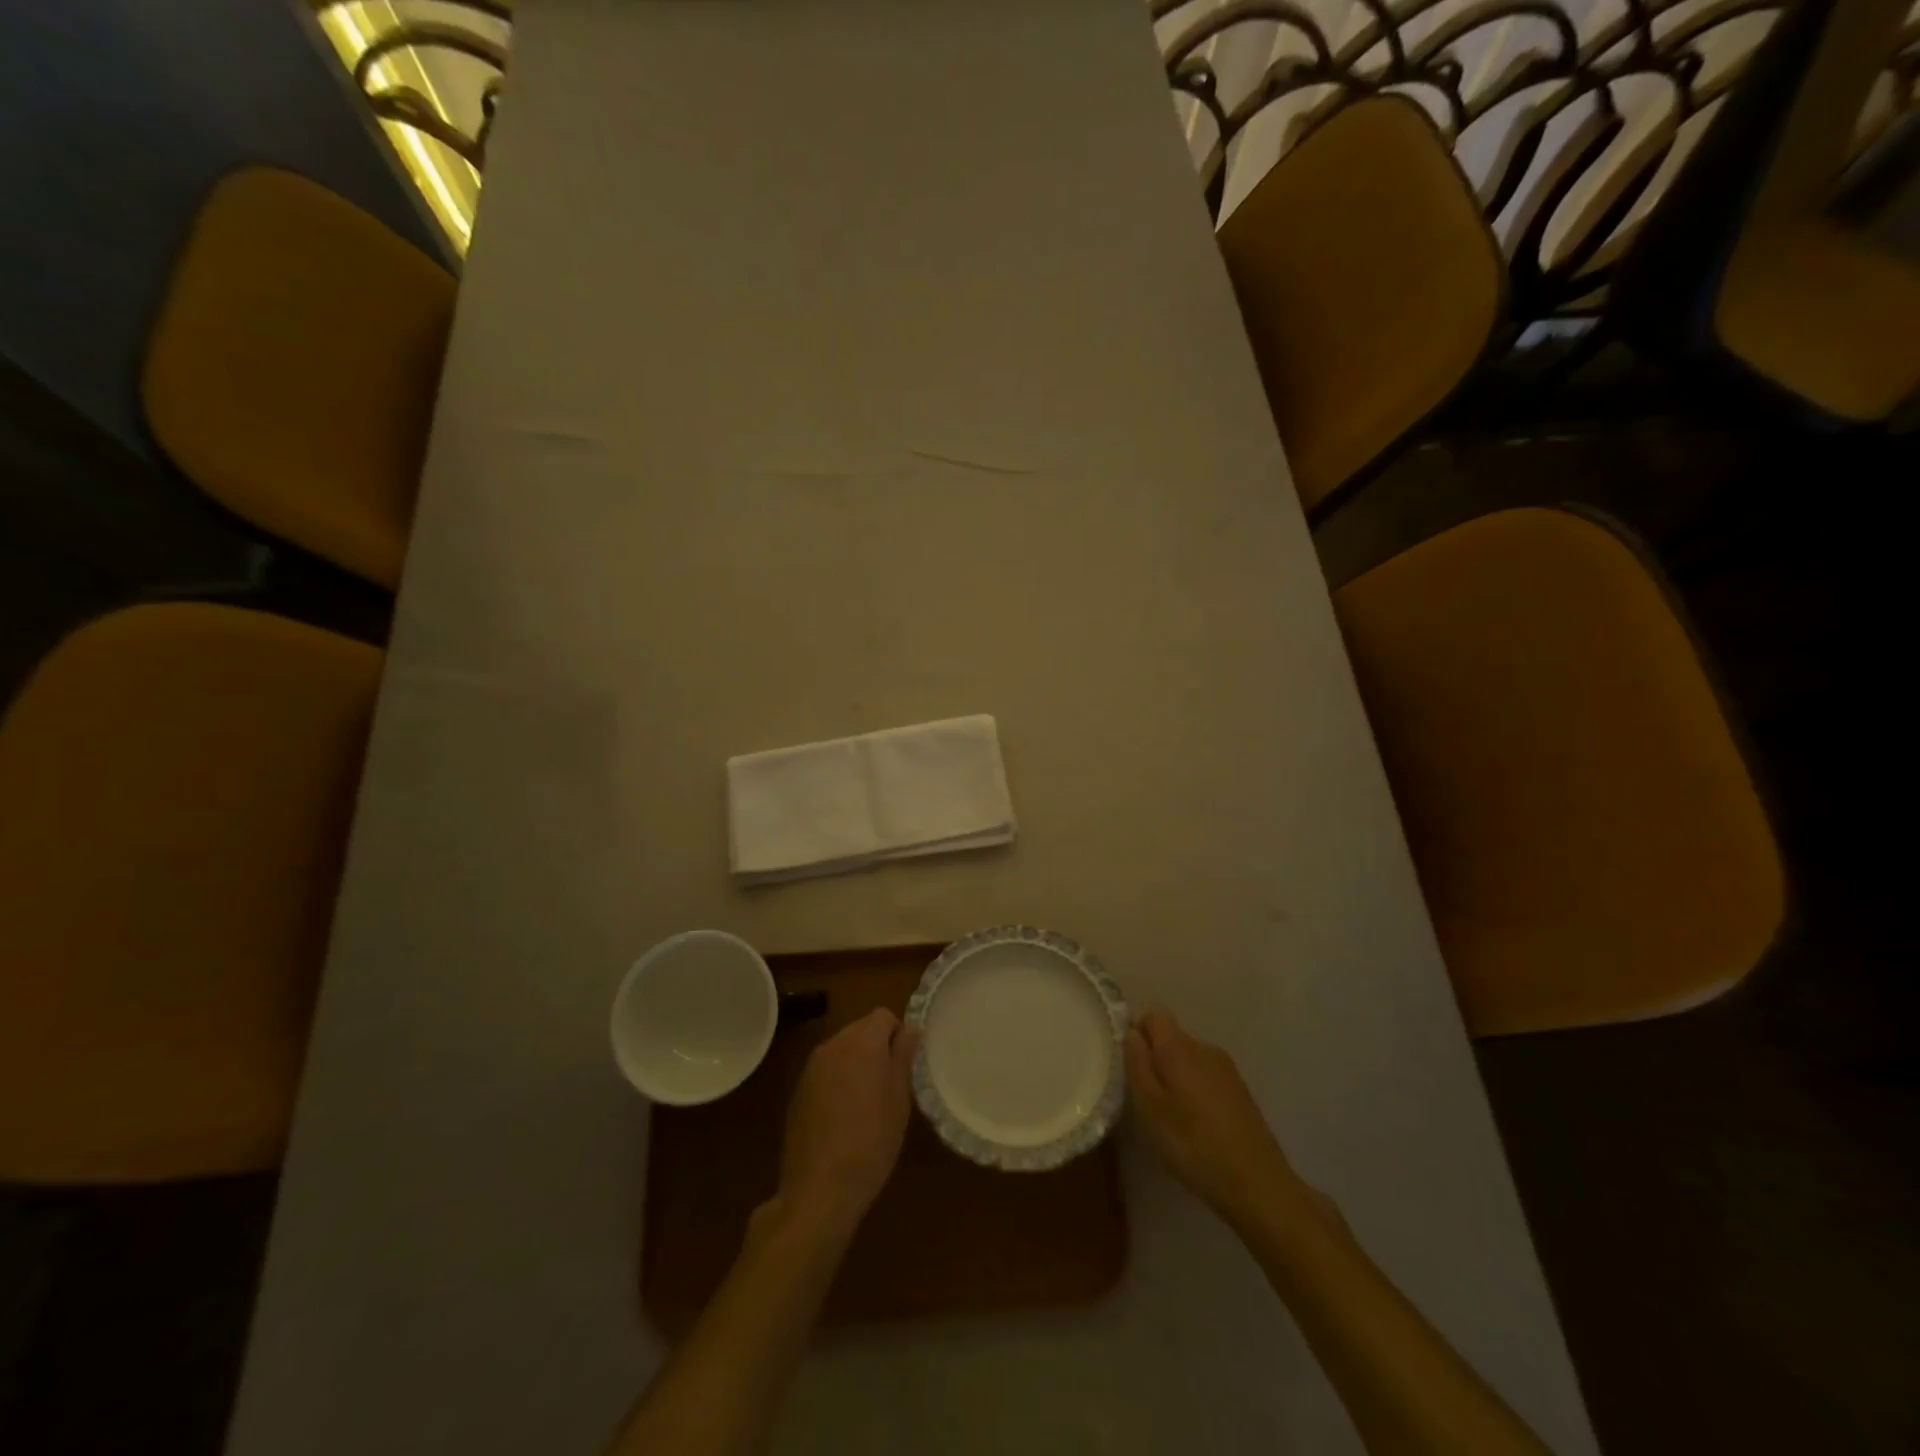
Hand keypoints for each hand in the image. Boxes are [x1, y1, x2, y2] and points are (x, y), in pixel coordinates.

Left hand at [774, 1008, 919, 1237]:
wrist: (820, 1188)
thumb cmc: (872, 1141)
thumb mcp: (899, 1099)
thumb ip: (903, 1056)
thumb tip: (910, 1029)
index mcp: (862, 1041)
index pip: (884, 1016)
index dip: (898, 1035)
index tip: (905, 1065)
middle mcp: (833, 1044)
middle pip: (861, 1029)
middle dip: (877, 1047)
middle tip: (891, 1084)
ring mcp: (811, 1067)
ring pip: (842, 1049)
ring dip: (856, 1063)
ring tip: (868, 1102)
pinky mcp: (798, 1090)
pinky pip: (825, 1071)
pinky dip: (838, 1080)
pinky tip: (843, 1116)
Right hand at [1126, 1009, 1314, 1231]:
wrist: (1257, 1183)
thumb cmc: (1193, 1144)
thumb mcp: (1150, 1107)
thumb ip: (1136, 1064)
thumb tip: (1132, 1033)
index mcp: (1180, 1047)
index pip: (1153, 1014)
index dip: (1137, 1033)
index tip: (1131, 1066)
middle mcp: (1205, 1048)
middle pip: (1171, 1037)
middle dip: (1155, 1059)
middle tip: (1148, 1100)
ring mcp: (1227, 1069)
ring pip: (1189, 1059)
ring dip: (1176, 1077)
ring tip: (1172, 1118)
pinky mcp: (1240, 1090)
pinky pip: (1206, 1076)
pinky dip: (1195, 1091)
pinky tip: (1197, 1126)